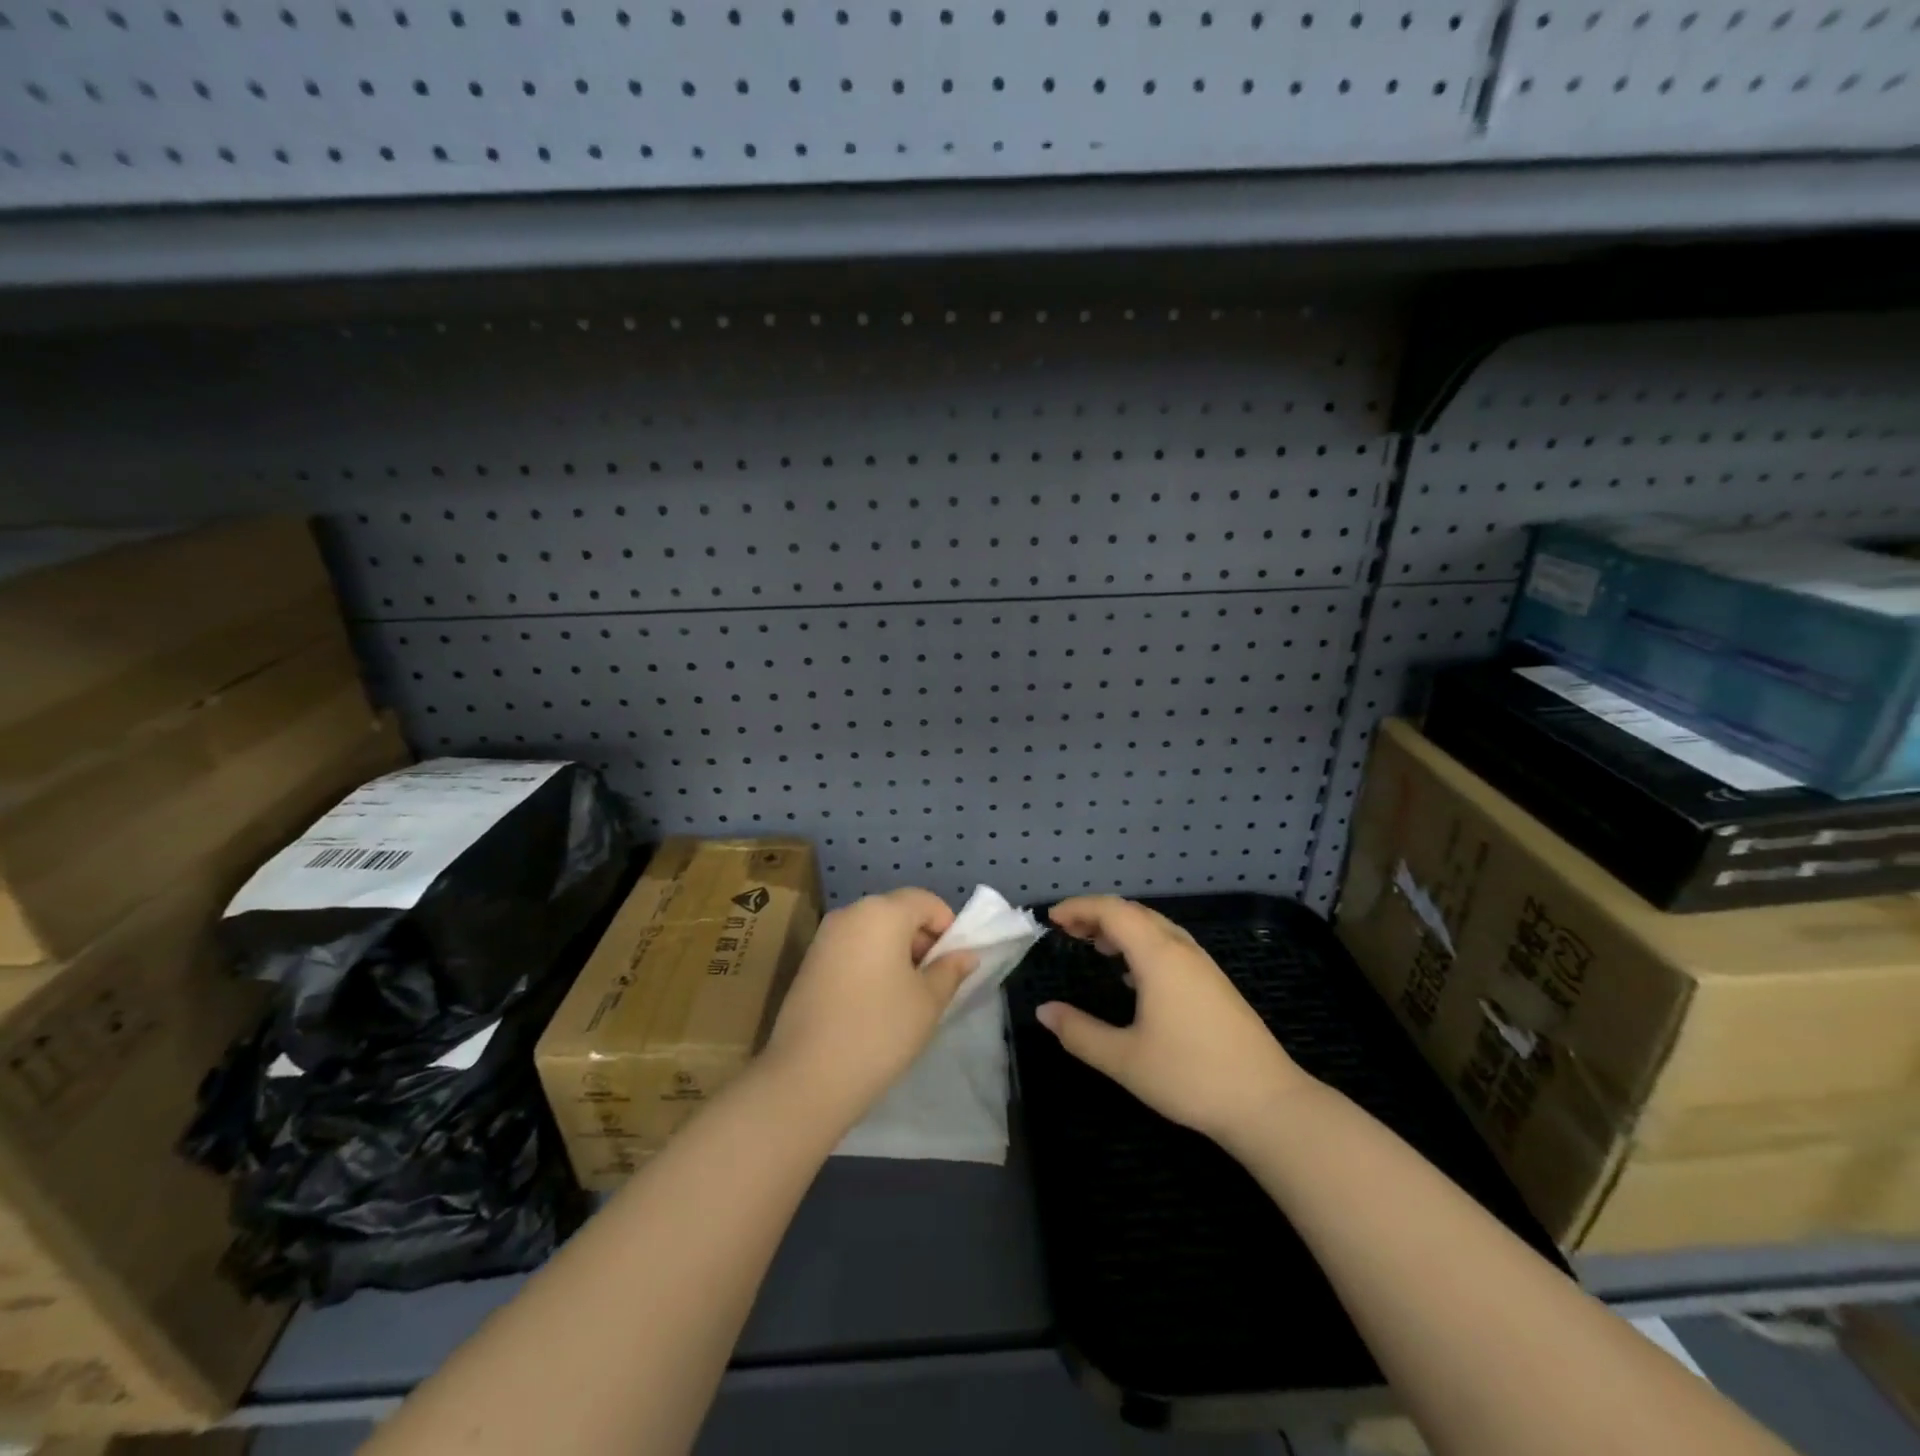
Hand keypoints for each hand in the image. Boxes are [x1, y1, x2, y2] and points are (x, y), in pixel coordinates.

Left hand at [761, 888, 975, 1127]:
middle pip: (897, 912)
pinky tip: (875, 1002)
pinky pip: (852, 948)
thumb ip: (950, 970)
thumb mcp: (928, 1002)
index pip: (925, 901)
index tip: (954, 963)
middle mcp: (850, 913)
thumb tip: (965, 955)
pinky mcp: (809, 962)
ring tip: (905, 996)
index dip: (947, 927)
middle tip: (933, 982)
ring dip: (896, 952)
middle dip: (921, 940)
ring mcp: (824, 936)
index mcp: (882, 912)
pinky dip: (871, 962)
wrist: (807, 1077)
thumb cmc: (880, 1030)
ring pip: (873, 931)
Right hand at [1036, 896, 1313, 1145]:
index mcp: (1158, 956)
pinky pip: (1170, 944)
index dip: (1079, 908)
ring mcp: (1203, 965)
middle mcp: (1181, 949)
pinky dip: (1142, 944)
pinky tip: (1132, 975)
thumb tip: (1044, 1011)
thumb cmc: (1190, 1076)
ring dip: (1122, 928)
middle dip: (1097, 914)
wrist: (1267, 1103)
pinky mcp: (1214, 983)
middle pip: (1134, 912)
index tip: (1051, 919)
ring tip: (1095, 946)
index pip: (1113, 911)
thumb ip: (1079, 1032)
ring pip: (1155, 927)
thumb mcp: (1124, 1059)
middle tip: (1067, 930)